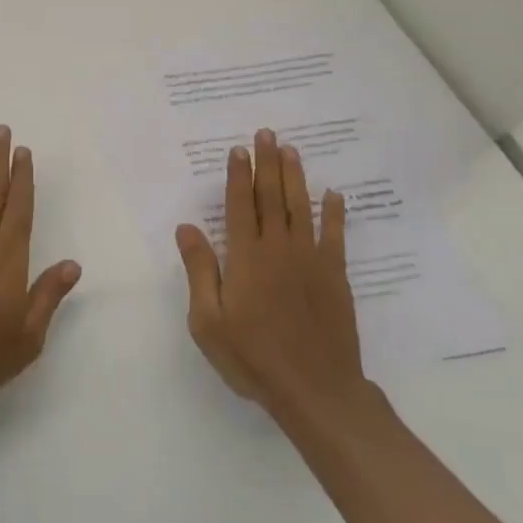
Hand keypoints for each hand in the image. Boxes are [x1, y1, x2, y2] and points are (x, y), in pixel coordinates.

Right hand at [177, 128, 367, 417]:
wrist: (315, 389)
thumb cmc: (252, 356)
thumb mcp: (208, 320)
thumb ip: (200, 270)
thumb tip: (187, 227)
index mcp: (245, 257)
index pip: (239, 205)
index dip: (238, 176)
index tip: (238, 149)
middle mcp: (278, 248)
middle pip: (272, 197)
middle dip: (267, 163)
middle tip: (266, 133)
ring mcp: (311, 260)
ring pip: (301, 207)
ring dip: (295, 177)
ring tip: (291, 149)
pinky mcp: (335, 276)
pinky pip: (335, 236)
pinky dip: (335, 213)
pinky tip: (334, 194)